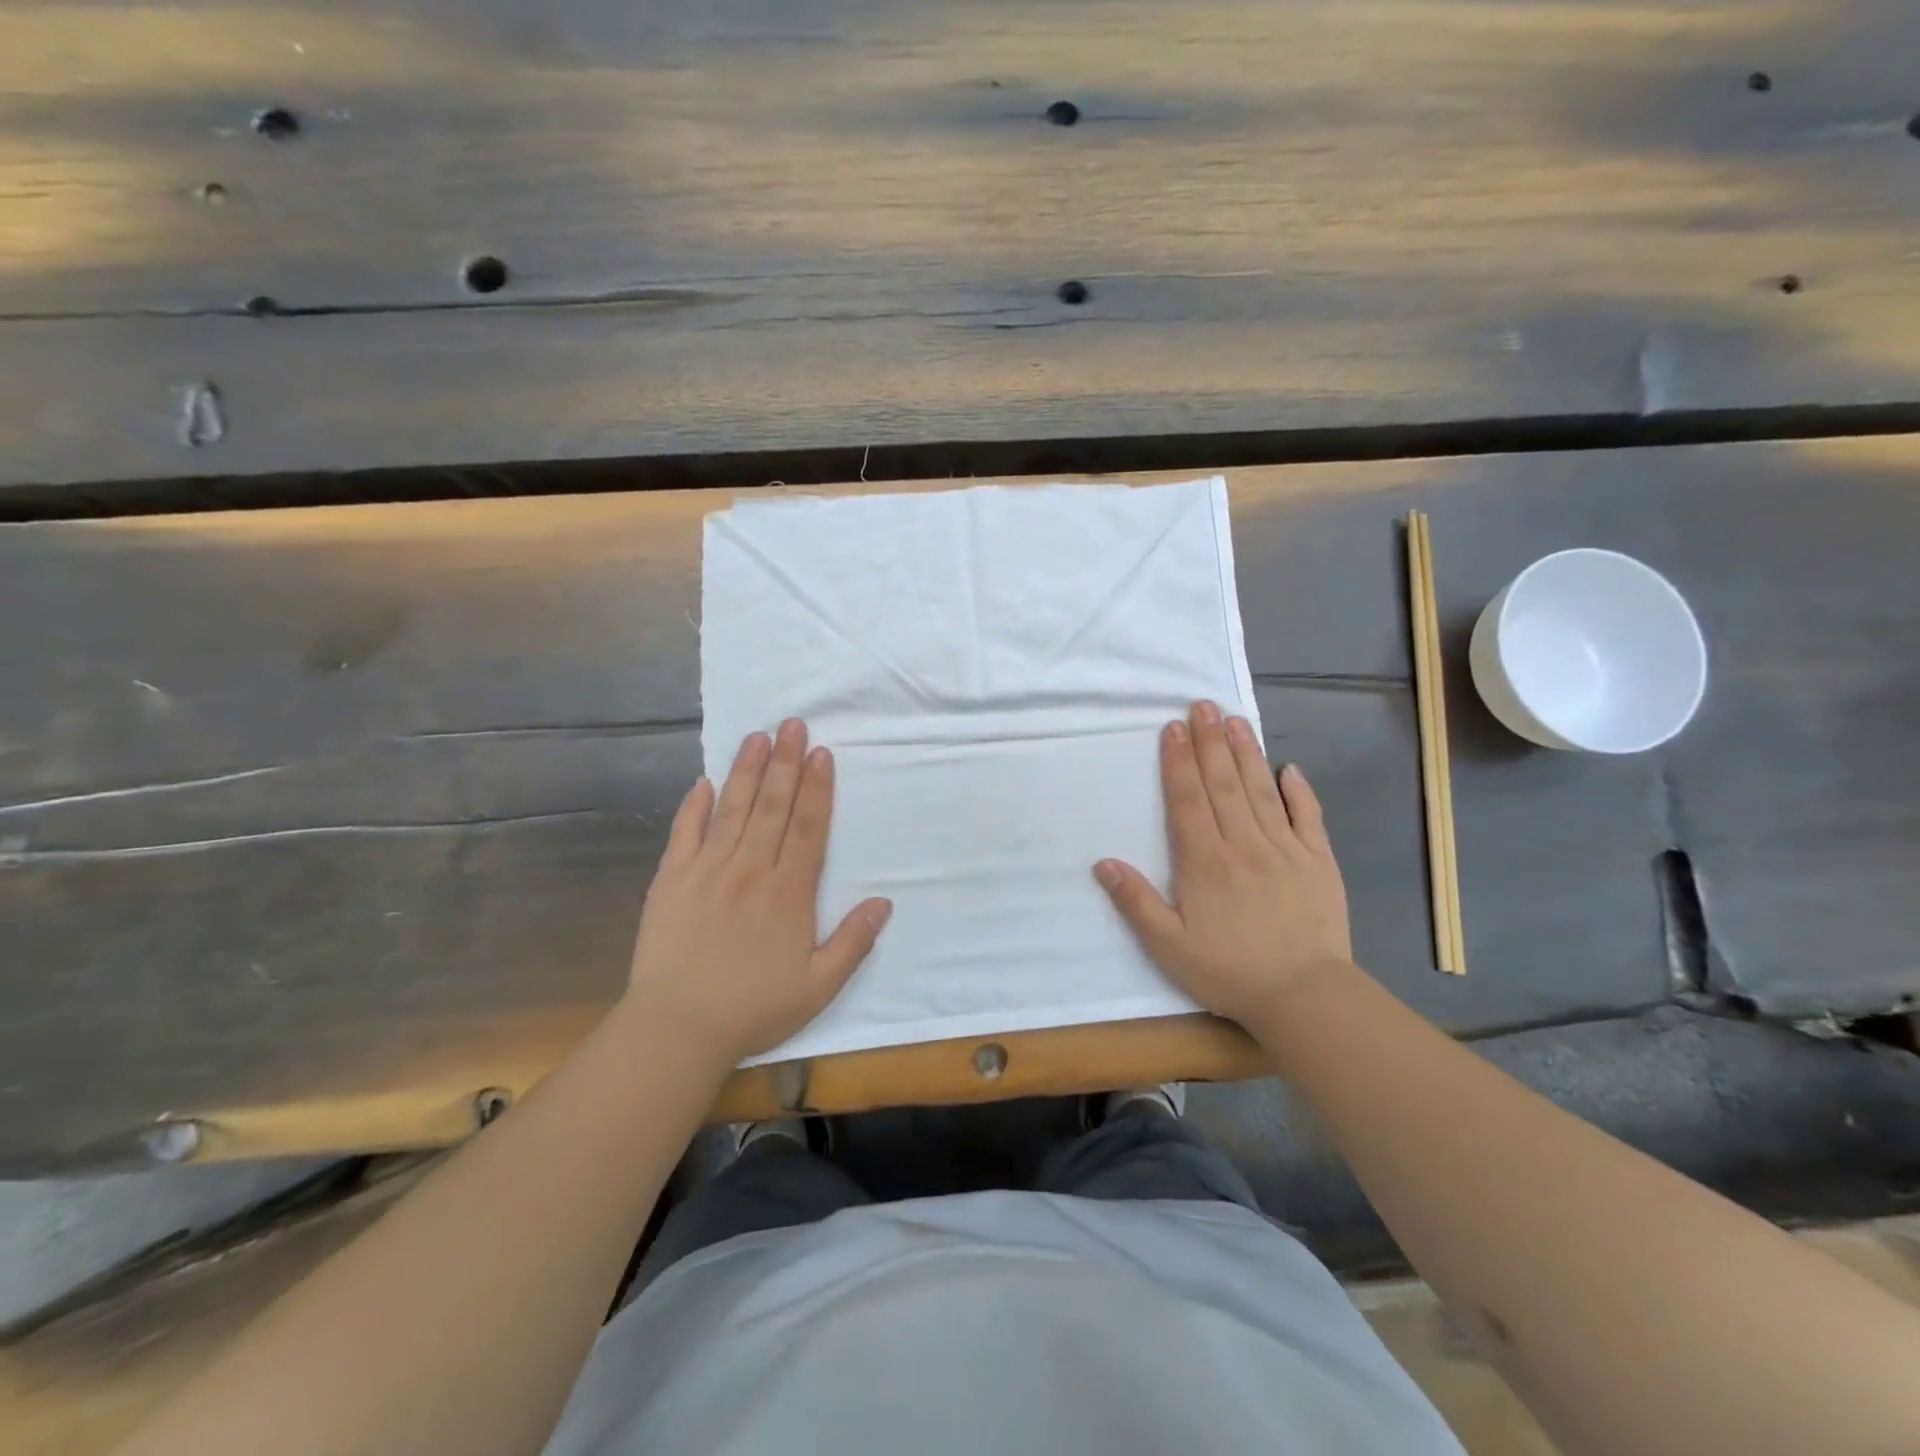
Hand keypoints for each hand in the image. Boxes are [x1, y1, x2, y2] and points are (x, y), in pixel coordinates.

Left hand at [625, 719, 891, 1065]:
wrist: (677, 1029)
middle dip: (784, 763)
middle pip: (771, 806)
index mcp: (788, 893)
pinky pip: (684, 834)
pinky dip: (693, 806)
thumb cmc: (753, 1009)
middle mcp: (749, 870)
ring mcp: (706, 871)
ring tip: (757, 737)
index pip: (807, 828)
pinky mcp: (670, 881)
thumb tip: (884, 902)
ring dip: (746, 771)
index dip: (817, 788)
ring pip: (731, 810)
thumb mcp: (818, 987)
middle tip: (792, 724)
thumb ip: (853, 942)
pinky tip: (704, 782)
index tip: (821, 753)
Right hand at [1095, 700, 1353, 1028]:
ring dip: (1247, 754)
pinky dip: (1300, 791)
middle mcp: (1244, 844)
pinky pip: (1308, 818)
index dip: (1178, 762)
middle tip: (1203, 705)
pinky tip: (1290, 769)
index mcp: (1205, 862)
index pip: (1188, 800)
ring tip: (1236, 720)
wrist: (1304, 996)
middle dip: (1210, 742)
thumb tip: (1103, 862)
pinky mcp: (1319, 861)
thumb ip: (1136, 902)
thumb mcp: (1168, 947)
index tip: (1173, 728)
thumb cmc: (1229, 971)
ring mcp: (1285, 849)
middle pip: (1223, 784)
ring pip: (1261, 791)